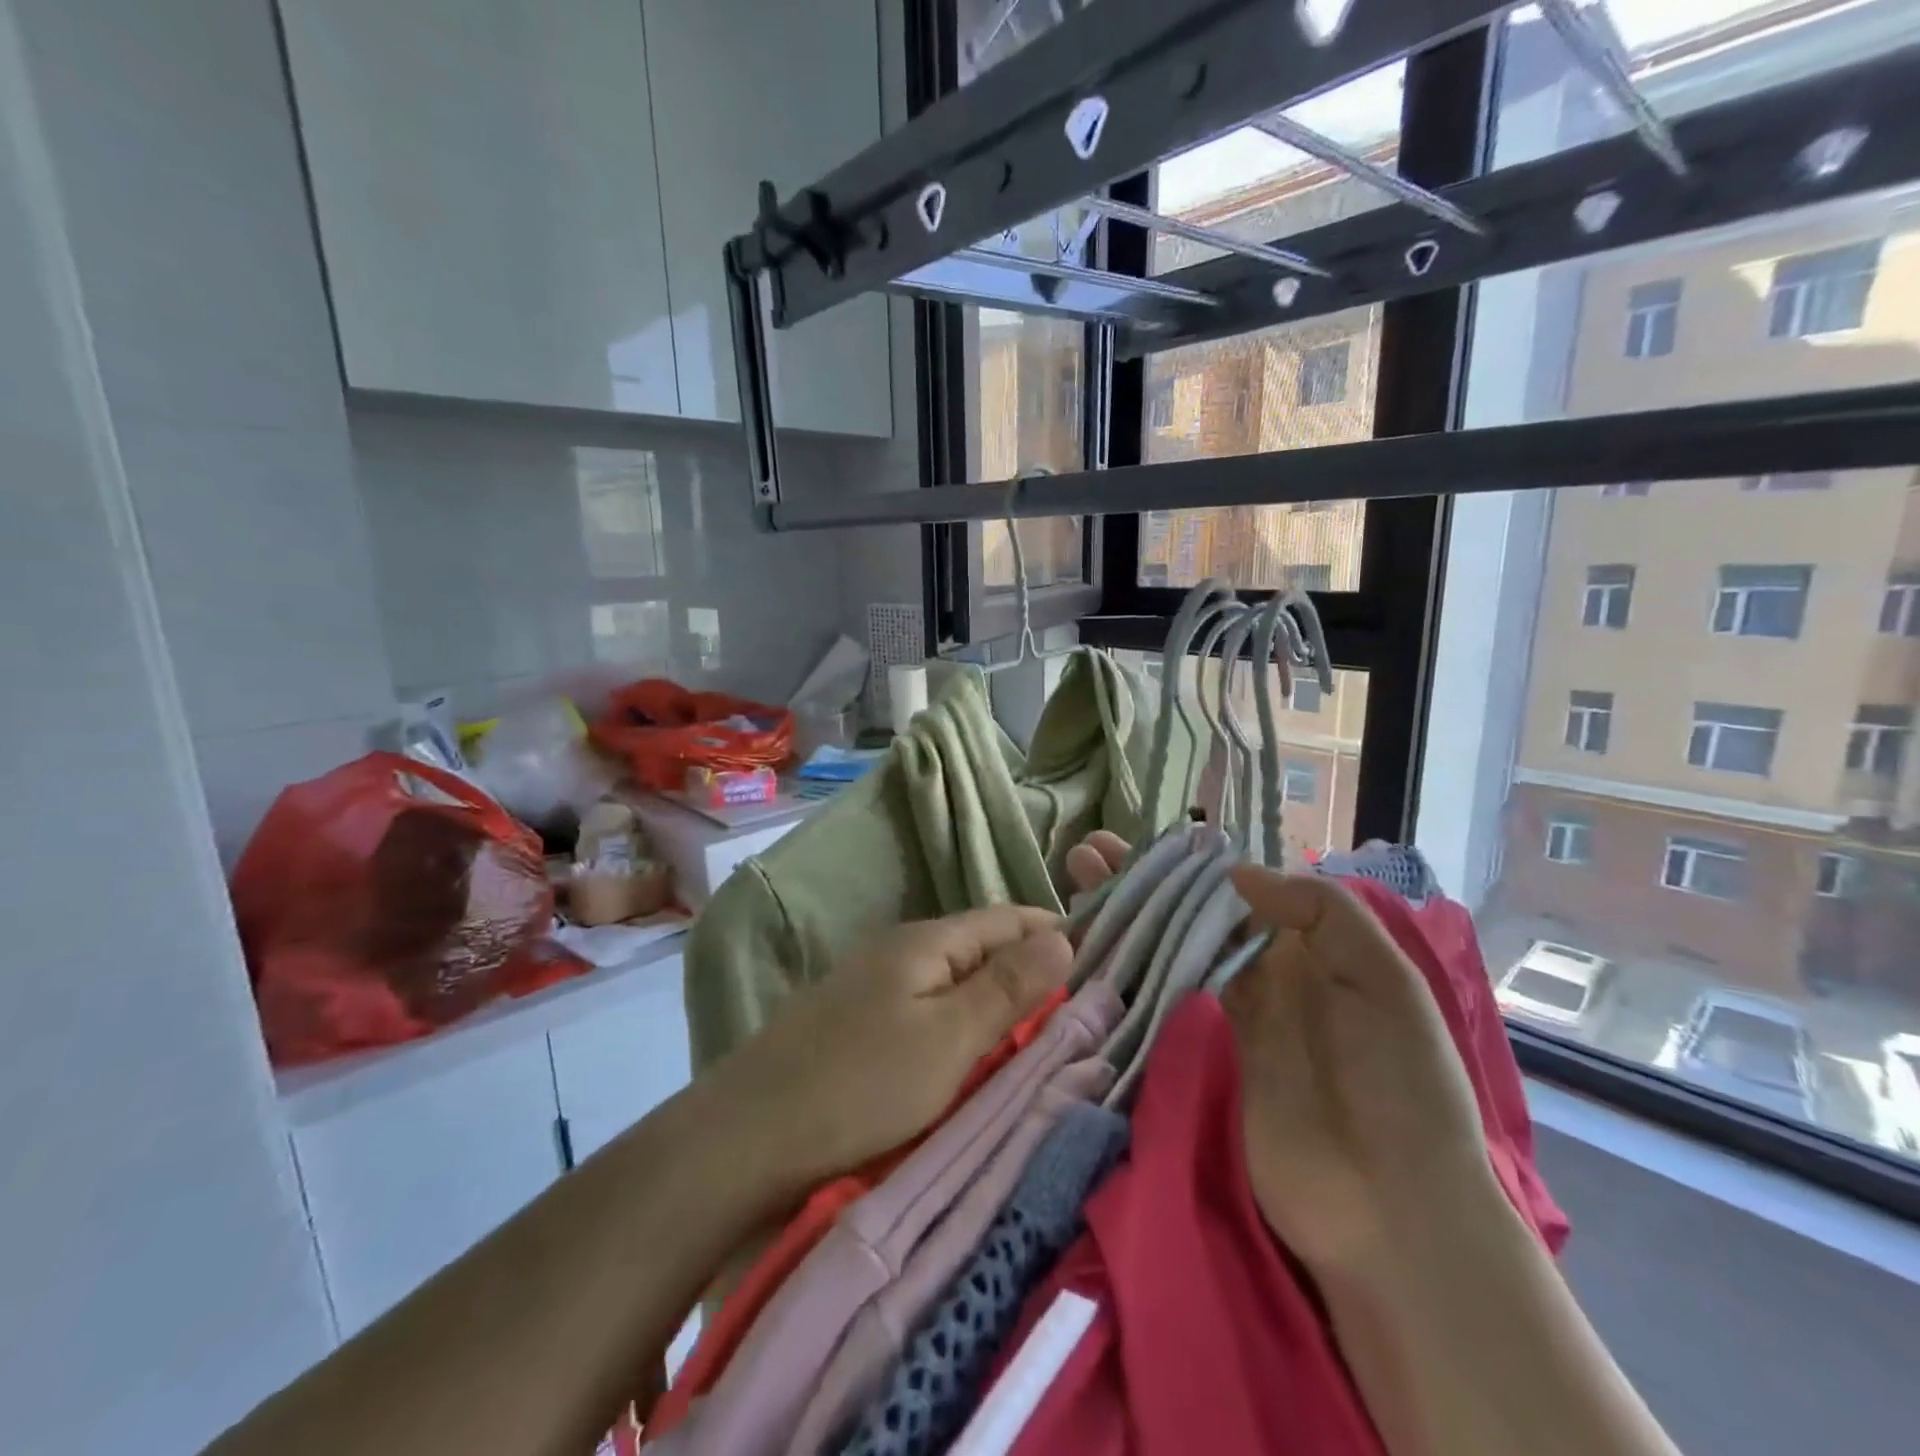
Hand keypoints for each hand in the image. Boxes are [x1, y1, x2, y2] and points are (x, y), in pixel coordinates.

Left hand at [711, 906, 1071, 1187]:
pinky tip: (971, 1055)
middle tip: (1079, 1015)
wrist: (745, 1137)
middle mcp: (900, 950)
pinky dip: (959, 1027)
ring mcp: (874, 985)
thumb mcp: (948, 1039)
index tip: (1101, 968)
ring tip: (1037, 1039)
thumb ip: (1007, 988)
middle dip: (1029, 973)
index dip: (1053, 935)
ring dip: (994, 1003)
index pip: (1007, 918)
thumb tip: (1065, 937)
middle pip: (981, 948)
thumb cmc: (859, 1085)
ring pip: (954, 982)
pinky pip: (927, 1010)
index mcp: (927, 941)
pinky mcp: (857, 1023)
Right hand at [1060, 832, 1499, 1275]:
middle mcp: (1258, 970)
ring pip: (1165, 947)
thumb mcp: (1384, 981)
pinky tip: (1087, 944)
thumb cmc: (1400, 1083)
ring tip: (1076, 880)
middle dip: (1141, 880)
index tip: (1140, 839)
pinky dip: (1123, 970)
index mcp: (1305, 945)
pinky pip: (1157, 999)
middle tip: (1088, 852)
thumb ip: (1319, 912)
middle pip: (1189, 912)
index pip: (1235, 888)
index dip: (1187, 861)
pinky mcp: (1198, 1053)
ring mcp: (1224, 1013)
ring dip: (1124, 914)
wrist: (1389, 1209)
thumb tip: (1234, 870)